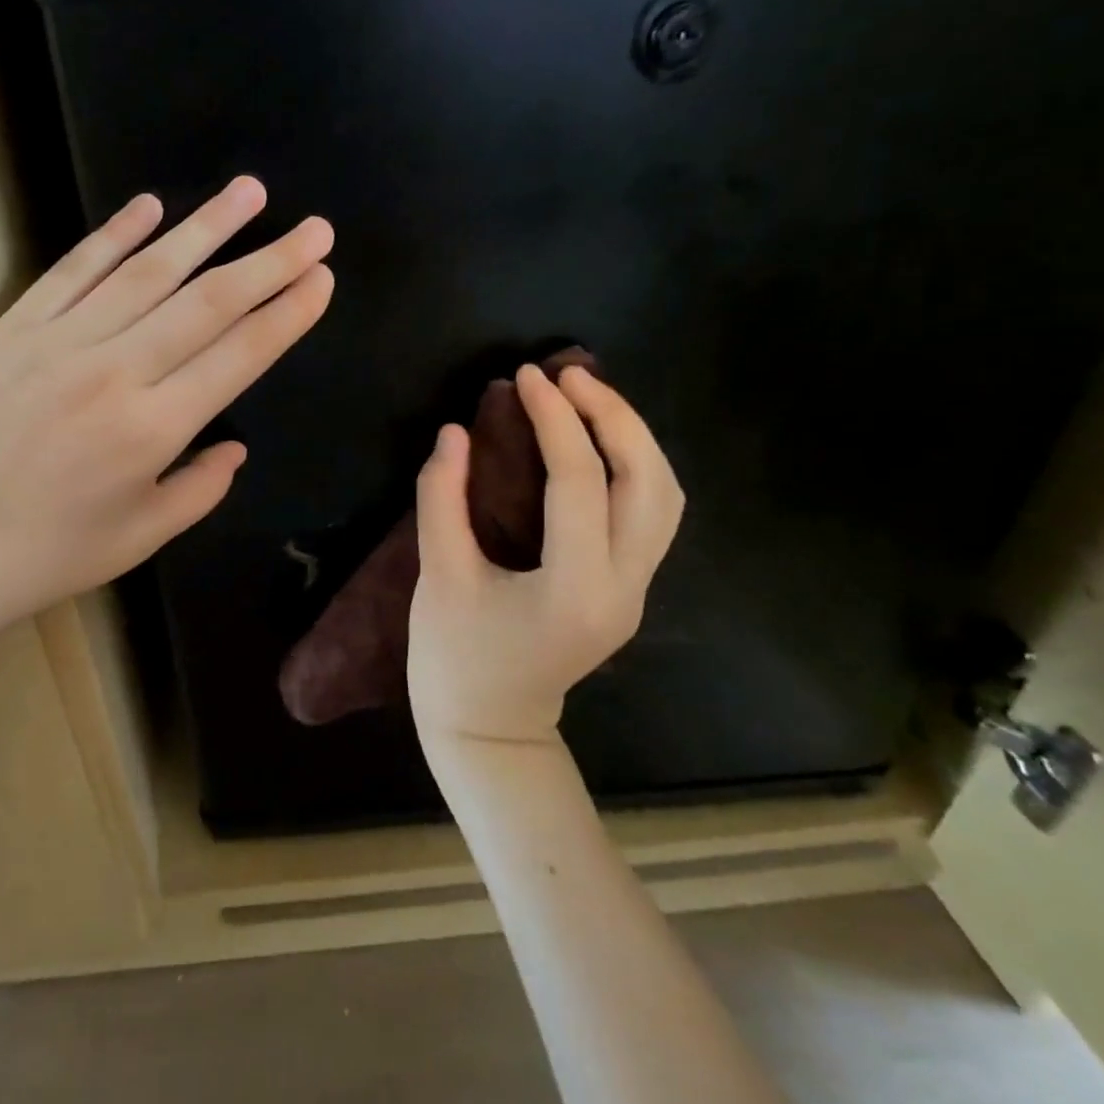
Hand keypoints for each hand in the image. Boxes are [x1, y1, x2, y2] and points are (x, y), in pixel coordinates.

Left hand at [0, 176, 333, 641]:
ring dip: (205, 227)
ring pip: (147, 271)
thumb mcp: (143, 537)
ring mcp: (61, 342)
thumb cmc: (49, 554)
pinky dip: (114, 234)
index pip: (240, 354)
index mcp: (154, 428)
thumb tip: (236, 446)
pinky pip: (74, 270)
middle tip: (314, 228)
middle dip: (270, 260)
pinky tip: (150, 206)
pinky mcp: (14, 328)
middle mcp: (116, 371)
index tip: (321, 277)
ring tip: (249, 192)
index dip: (287, 313)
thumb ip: (201, 487)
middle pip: (208, 301)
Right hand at [408, 364, 683, 743]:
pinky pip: (652, 514)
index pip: (579, 481)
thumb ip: (442, 498)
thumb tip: (455, 432)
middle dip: (613, 417)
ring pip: (665, 496)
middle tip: (568, 376)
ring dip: (632, 438)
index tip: (526, 378)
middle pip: (649, 482)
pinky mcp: (629, 590)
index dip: (554, 419)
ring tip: (586, 397)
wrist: (490, 728)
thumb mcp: (439, 575)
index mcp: (575, 588)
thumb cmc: (454, 658)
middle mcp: (624, 587)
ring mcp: (636, 592)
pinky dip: (633, 466)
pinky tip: (597, 444)